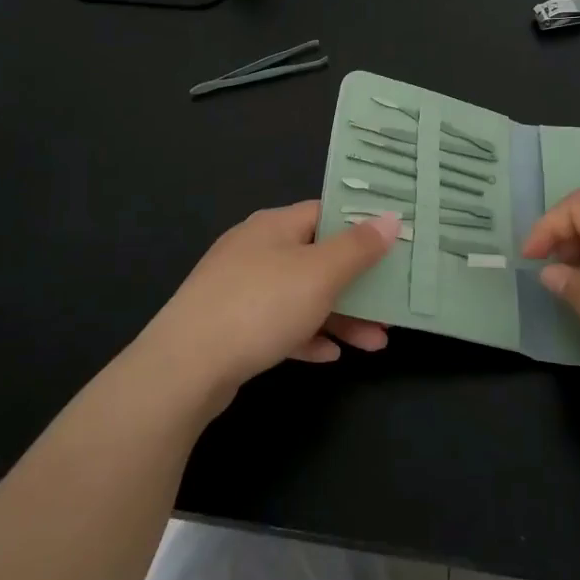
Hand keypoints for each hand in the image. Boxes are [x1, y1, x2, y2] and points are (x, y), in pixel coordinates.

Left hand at [136, 202, 398, 414]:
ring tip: (376, 343)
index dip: (361, 226)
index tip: (394, 244)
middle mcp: (255, 249)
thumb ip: (358, 247)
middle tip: (391, 306)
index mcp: (274, 226)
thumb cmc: (260, 306)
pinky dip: (306, 336)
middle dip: (357, 284)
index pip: (326, 212)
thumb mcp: (320, 273)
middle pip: (317, 258)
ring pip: (301, 296)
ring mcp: (239, 288)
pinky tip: (329, 356)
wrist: (185, 367)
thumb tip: (390, 217)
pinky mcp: (230, 326)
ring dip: (340, 316)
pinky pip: (278, 325)